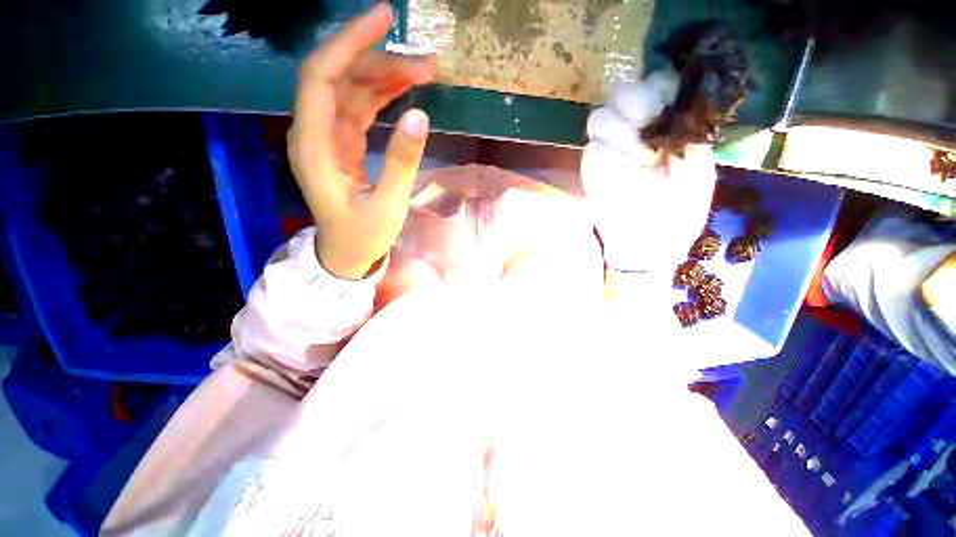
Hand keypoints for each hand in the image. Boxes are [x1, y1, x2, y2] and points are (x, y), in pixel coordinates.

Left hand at [288, 4, 436, 279]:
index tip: (383, 18)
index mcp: (314, 148)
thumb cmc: (362, 237)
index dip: (349, 43)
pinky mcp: (342, 144)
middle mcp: (314, 134)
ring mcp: (328, 138)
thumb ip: (402, 162)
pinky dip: (382, 96)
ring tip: (425, 74)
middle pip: (341, 78)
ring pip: (352, 91)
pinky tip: (405, 90)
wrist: (346, 255)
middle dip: (381, 63)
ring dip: (386, 78)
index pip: (322, 77)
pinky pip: (359, 109)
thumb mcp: (387, 206)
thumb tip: (420, 115)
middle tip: (426, 65)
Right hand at [581, 73, 716, 273]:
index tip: (668, 99)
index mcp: (664, 129)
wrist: (647, 244)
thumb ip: (692, 142)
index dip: (659, 85)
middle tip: (647, 118)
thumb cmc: (678, 213)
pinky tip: (622, 166)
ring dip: (616, 128)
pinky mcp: (591, 171)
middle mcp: (634, 133)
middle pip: (622, 94)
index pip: (656, 88)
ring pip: (599, 117)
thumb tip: (683, 111)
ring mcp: (609, 151)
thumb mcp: (700, 175)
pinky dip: (604, 152)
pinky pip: (591, 149)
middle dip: (634, 100)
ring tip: (638, 153)